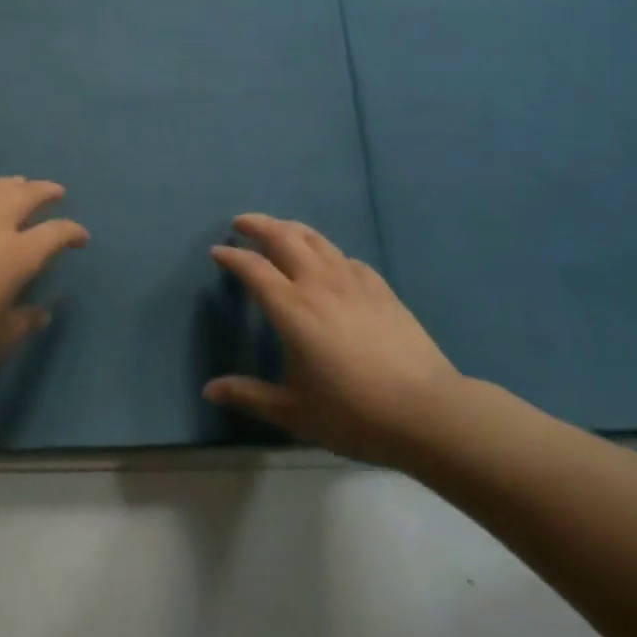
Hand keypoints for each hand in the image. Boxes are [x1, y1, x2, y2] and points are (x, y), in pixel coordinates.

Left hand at [0, 177, 87, 388]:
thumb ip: (23, 322)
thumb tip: (39, 311)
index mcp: (15, 253)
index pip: (56, 233)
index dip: (73, 232)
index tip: (80, 237)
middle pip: (26, 194)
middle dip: (46, 191)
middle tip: (55, 193)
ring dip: (11, 186)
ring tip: (17, 188)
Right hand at [203, 214, 467, 469]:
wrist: (427, 411)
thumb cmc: (354, 413)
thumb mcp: (295, 412)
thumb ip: (249, 396)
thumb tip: (209, 390)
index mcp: (291, 308)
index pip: (252, 268)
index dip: (231, 256)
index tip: (216, 251)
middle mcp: (318, 283)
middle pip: (283, 237)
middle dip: (258, 225)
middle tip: (241, 224)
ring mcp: (352, 281)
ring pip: (315, 239)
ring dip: (290, 228)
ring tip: (278, 230)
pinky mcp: (380, 287)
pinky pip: (344, 257)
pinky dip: (326, 252)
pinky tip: (328, 263)